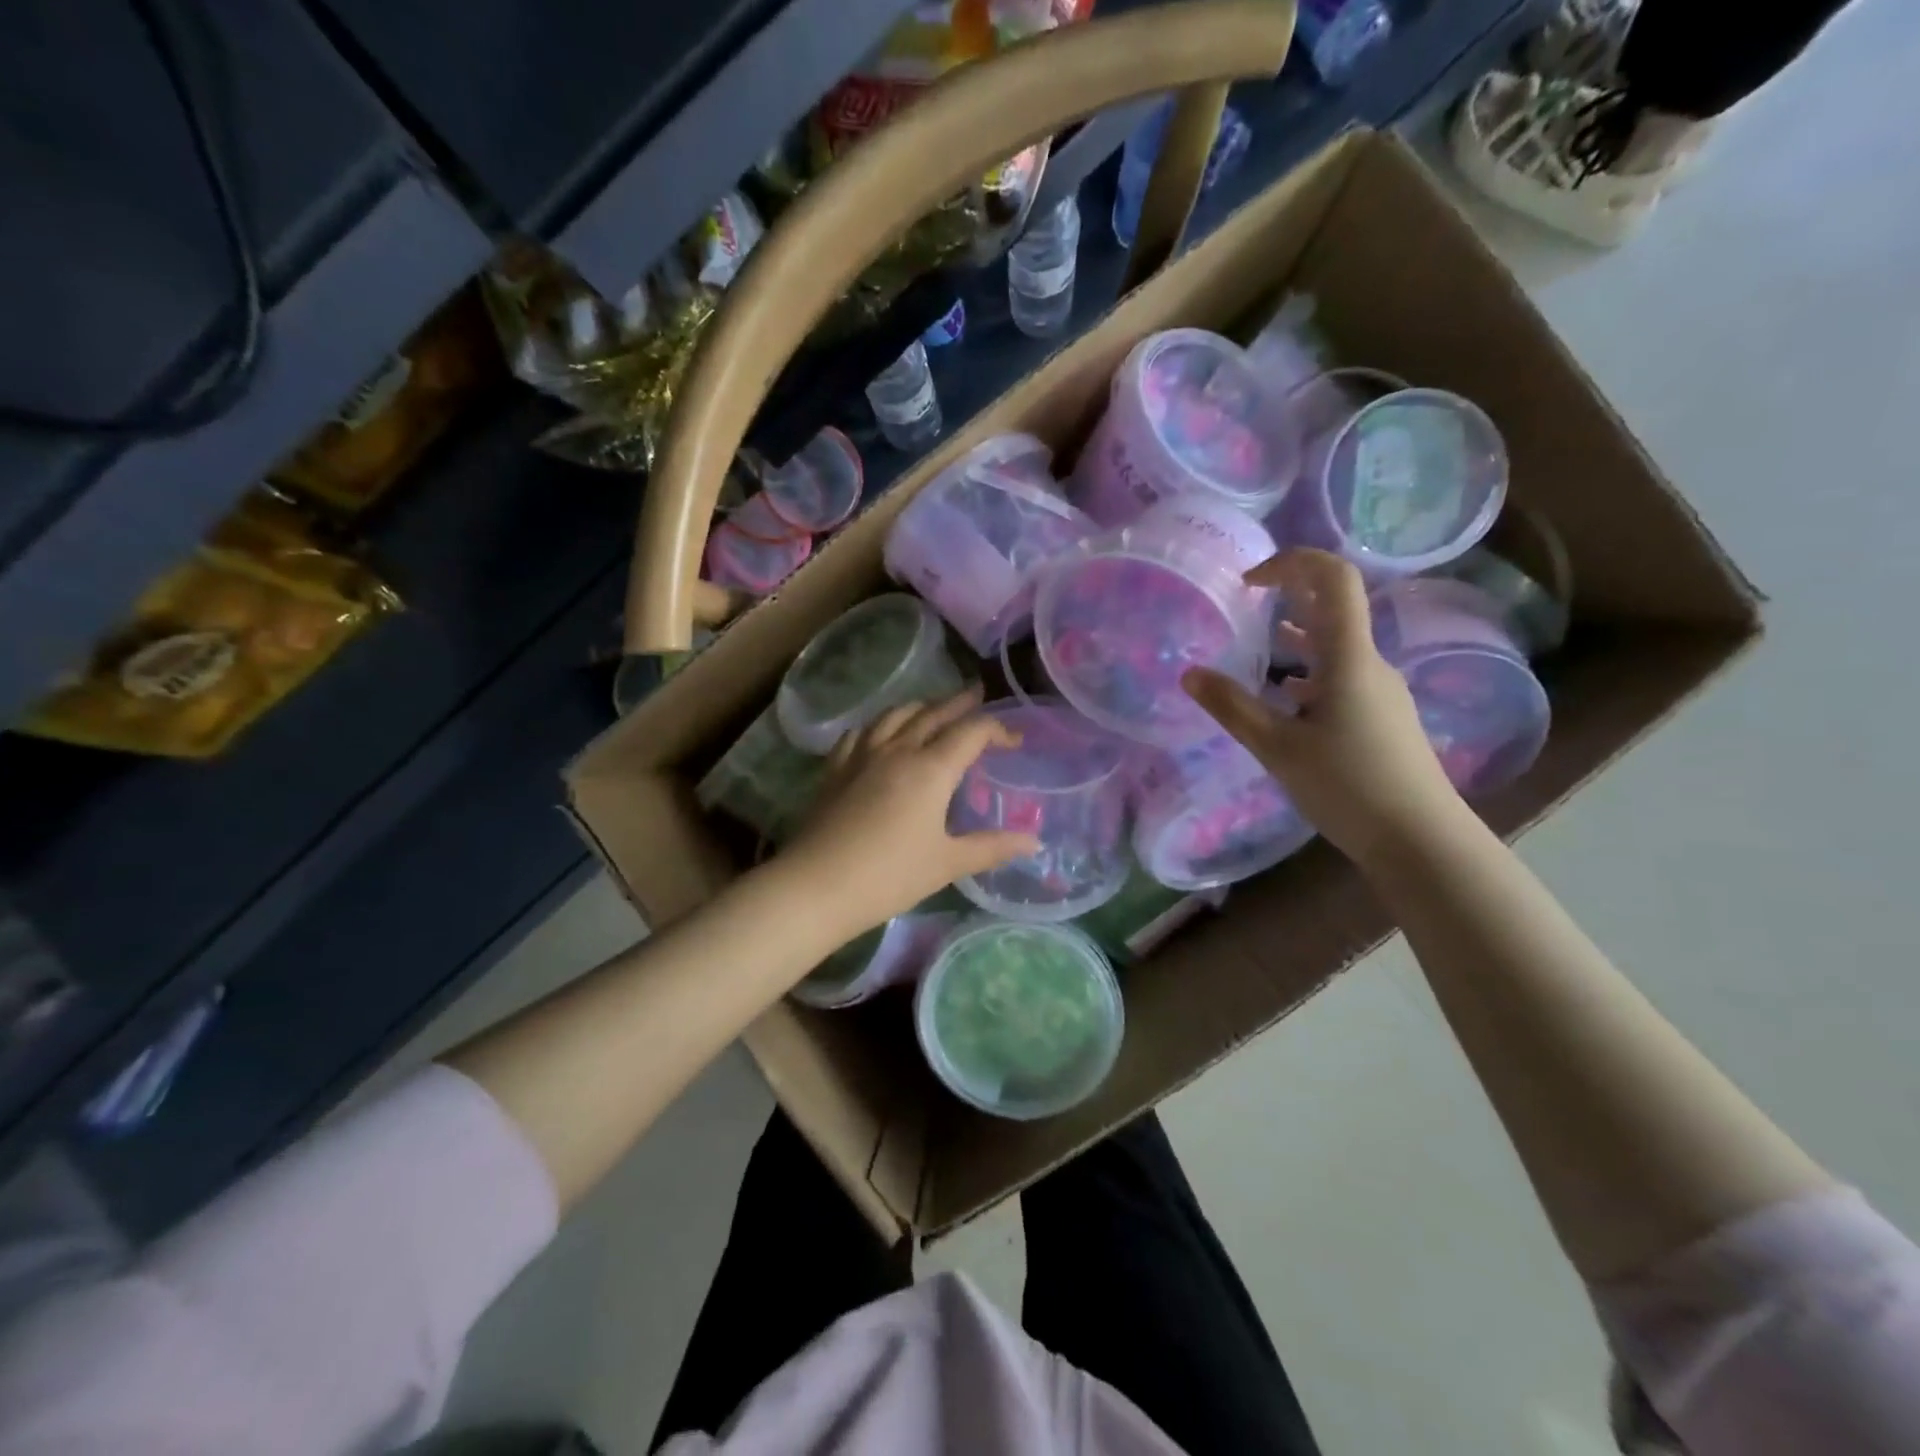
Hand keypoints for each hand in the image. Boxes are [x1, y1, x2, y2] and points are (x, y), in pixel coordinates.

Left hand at [780, 686, 1040, 944]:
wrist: (816, 885)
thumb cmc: (890, 876)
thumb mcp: (947, 864)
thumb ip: (992, 847)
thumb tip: (1034, 840)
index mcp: (931, 769)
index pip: (972, 732)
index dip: (998, 730)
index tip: (1014, 741)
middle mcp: (898, 750)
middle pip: (934, 713)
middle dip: (960, 703)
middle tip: (977, 694)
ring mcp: (862, 755)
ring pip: (895, 715)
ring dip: (920, 706)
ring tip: (932, 708)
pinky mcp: (836, 768)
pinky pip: (861, 731)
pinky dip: (880, 724)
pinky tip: (880, 733)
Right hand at [1182, 549, 1464, 868]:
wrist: (1420, 839)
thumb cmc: (1348, 785)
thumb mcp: (1277, 747)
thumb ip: (1232, 707)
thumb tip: (1189, 673)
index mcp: (1348, 657)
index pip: (1333, 579)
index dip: (1293, 563)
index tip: (1250, 582)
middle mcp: (1369, 663)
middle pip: (1332, 609)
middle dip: (1286, 599)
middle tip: (1241, 610)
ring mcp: (1379, 690)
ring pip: (1334, 647)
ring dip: (1295, 639)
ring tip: (1254, 651)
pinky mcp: (1381, 717)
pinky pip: (1340, 677)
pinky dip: (1307, 674)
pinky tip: (1283, 701)